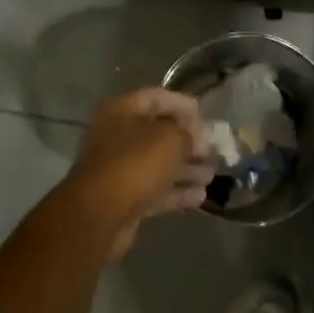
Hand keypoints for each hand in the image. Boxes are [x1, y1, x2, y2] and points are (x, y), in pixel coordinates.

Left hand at [67, 88, 213, 257]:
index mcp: (123, 111)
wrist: (100, 214)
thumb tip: (197, 139)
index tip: (207, 117)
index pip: (158, 98)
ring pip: (159, 164)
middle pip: (160, 133)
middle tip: (214, 151)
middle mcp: (118, 136)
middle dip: (189, 142)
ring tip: (212, 175)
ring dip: (187, 169)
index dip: (184, 105)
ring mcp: (120, 169)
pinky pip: (156, 189)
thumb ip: (189, 134)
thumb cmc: (135, 164)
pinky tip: (201, 196)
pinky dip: (177, 191)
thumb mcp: (170, 139)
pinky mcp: (125, 198)